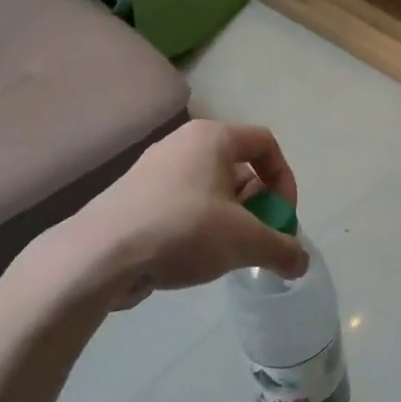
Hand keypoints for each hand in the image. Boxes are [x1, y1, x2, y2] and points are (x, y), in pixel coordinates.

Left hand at [24, 119, 308, 318]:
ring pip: (210, 189)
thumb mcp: (246, 242)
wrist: (99, 256)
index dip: (285, 180)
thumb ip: (282, 249)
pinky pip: (181, 205)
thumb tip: (301, 264)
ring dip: (230, 220)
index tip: (283, 218)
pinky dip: (198, 227)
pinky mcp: (133, 198)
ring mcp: (153, 170)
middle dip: (258, 205)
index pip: (266, 143)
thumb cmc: (183, 230)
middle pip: (238, 167)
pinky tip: (193, 259)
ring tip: (228, 254)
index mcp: (212, 137)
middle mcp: (182, 144)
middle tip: (259, 239)